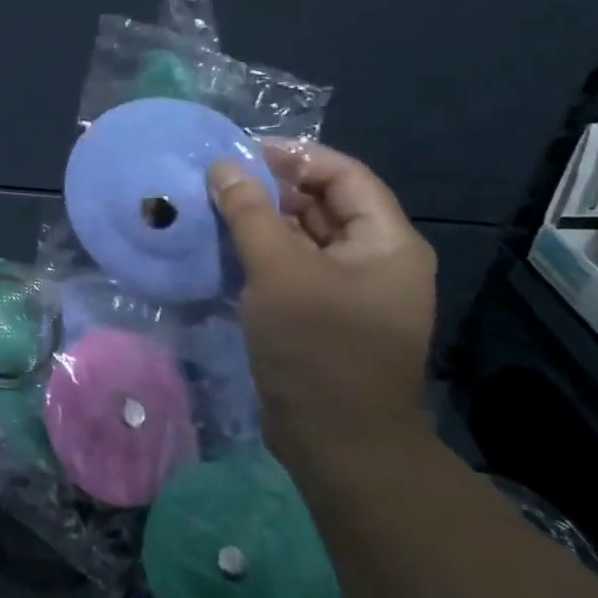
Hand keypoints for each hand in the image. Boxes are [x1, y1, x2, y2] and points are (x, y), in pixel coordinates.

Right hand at [209, 144, 436, 453]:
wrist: (338, 444)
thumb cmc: (318, 348)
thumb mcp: (279, 271)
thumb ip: (249, 213)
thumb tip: (222, 167)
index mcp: (385, 242)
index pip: (343, 174)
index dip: (294, 157)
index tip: (240, 153)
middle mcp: (374, 260)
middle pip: (323, 205)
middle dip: (272, 190)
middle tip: (217, 182)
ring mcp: (350, 291)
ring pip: (304, 239)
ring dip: (261, 223)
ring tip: (211, 211)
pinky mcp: (324, 316)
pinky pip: (293, 270)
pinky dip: (261, 257)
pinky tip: (222, 251)